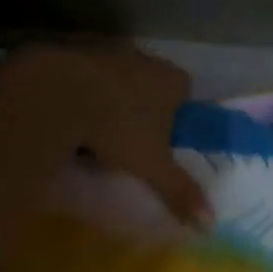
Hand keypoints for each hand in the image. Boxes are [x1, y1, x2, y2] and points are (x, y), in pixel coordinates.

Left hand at [11, 43, 211, 227]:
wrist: (62, 92)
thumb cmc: (119, 127)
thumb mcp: (152, 165)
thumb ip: (180, 190)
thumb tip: (210, 223)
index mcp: (172, 80)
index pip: (184, 92)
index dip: (174, 115)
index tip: (159, 140)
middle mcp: (145, 57)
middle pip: (150, 82)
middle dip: (141, 105)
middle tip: (127, 137)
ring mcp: (110, 50)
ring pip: (116, 76)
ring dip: (109, 96)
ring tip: (93, 128)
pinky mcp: (77, 48)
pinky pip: (85, 72)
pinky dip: (81, 88)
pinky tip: (68, 112)